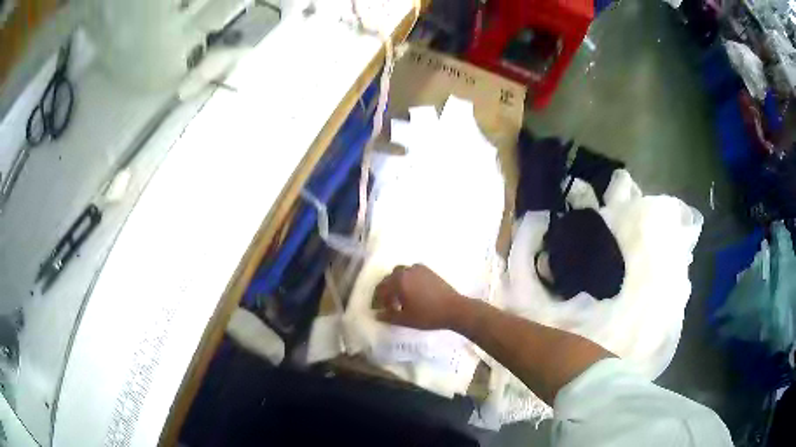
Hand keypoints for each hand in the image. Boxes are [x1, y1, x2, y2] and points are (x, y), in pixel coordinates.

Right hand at [373, 264, 463, 329]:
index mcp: (398, 282)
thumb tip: (377, 315)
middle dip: (386, 291)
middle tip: (387, 305)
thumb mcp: (405, 319)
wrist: (454, 309)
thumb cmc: (428, 315)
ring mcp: (418, 269)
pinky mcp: (428, 271)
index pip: (381, 289)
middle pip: (389, 279)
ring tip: (399, 297)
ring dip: (396, 283)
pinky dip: (407, 279)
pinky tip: (412, 291)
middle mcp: (406, 271)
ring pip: (400, 273)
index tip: (379, 311)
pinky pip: (411, 272)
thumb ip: (389, 316)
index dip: (377, 301)